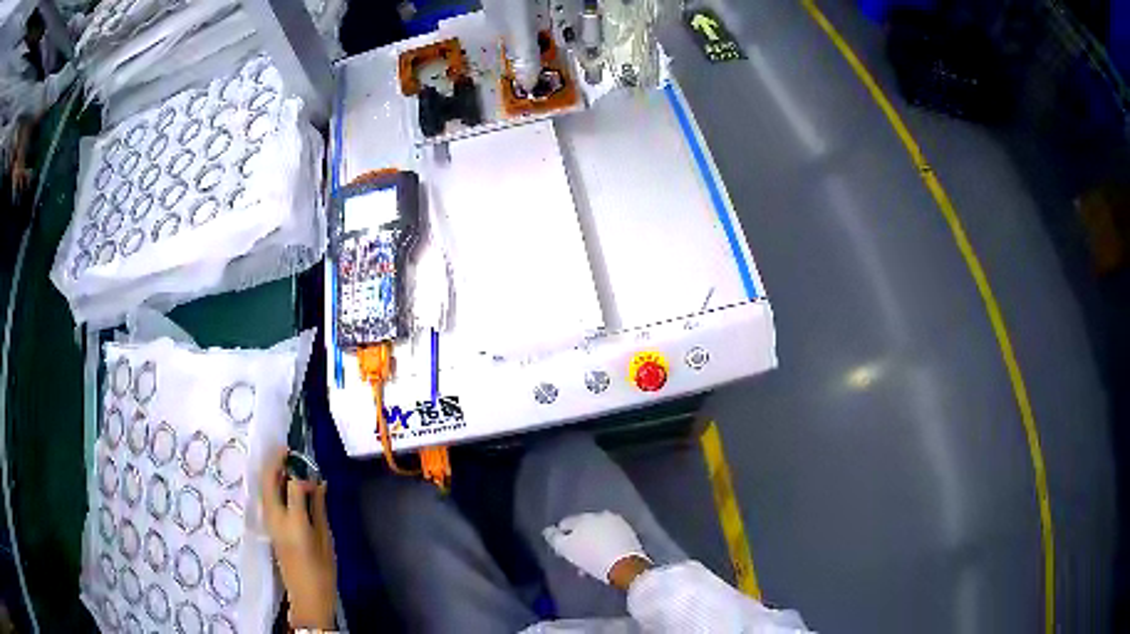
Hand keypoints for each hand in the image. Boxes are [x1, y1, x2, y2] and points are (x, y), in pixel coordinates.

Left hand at [261, 448, 335, 628]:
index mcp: (294, 523)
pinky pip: (265, 498)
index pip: (294, 486)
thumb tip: (319, 483)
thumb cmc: (323, 570)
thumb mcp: (326, 539)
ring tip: (283, 462)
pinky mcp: (267, 527)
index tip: (315, 478)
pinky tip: (281, 484)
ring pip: (263, 488)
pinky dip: (270, 485)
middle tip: (286, 449)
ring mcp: (268, 523)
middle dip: (275, 462)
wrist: (307, 596)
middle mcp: (276, 519)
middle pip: (268, 481)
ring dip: (270, 472)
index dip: (304, 477)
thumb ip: (320, 509)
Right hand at [543, 511, 650, 586]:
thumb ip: (553, 538)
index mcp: (583, 517)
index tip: (562, 552)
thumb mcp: (565, 549)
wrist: (626, 566)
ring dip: (592, 546)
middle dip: (578, 543)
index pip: (565, 524)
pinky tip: (604, 560)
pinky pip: (611, 539)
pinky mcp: (630, 534)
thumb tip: (548, 530)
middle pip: (583, 529)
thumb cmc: (591, 557)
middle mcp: (601, 515)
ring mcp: (617, 523)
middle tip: (576, 560)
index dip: (560, 538)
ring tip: (590, 564)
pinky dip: (605, 547)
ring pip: (598, 535)